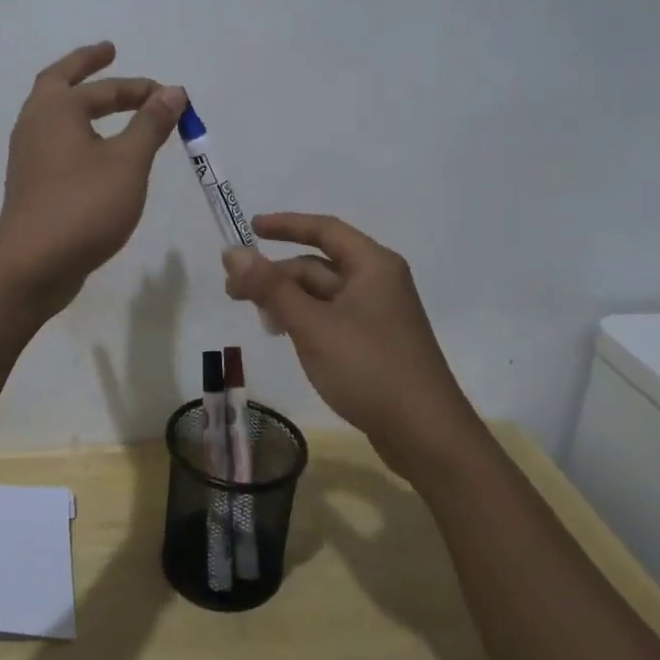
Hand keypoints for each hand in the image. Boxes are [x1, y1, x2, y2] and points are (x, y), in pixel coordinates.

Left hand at [0, 42, 185, 312]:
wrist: (32, 265)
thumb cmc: (83, 206)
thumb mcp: (127, 162)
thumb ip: (150, 124)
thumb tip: (172, 91)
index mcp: (56, 109)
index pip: (105, 87)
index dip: (142, 89)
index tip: (172, 97)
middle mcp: (35, 123)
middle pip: (59, 81)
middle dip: (86, 65)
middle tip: (108, 52)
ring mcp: (28, 154)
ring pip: (54, 112)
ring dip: (79, 99)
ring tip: (104, 98)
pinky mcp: (31, 181)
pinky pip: (56, 140)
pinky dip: (77, 129)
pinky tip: (95, 147)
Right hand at [222, 214, 476, 472]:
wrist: (426, 435)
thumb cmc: (368, 368)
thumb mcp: (312, 325)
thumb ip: (271, 287)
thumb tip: (233, 251)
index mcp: (372, 265)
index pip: (324, 229)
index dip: (285, 225)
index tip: (250, 228)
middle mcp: (378, 281)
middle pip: (318, 265)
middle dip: (276, 274)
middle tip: (233, 291)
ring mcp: (378, 314)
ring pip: (322, 294)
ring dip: (287, 299)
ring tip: (256, 318)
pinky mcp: (375, 343)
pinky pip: (332, 317)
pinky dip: (304, 319)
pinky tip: (284, 335)